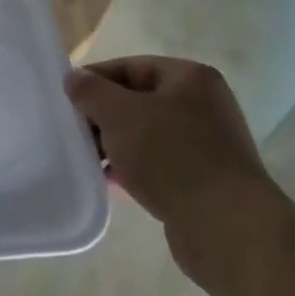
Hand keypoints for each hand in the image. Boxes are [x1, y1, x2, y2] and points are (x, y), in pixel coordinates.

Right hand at [66, 56, 287, 289]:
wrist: (227, 229)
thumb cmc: (172, 157)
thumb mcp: (120, 114)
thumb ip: (91, 91)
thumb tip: (74, 78)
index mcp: (190, 79)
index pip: (131, 66)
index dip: (96, 79)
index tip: (67, 98)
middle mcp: (204, 106)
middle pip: (139, 100)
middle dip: (105, 115)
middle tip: (75, 131)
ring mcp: (208, 145)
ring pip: (148, 135)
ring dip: (117, 145)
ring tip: (88, 159)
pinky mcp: (205, 181)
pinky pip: (160, 165)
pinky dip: (135, 169)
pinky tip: (111, 182)